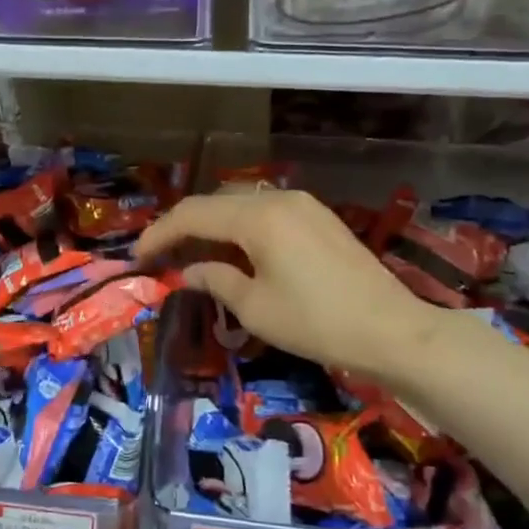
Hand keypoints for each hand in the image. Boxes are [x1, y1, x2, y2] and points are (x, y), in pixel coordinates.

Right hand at [136, 188, 436, 383]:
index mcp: (258, 217)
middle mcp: (279, 198)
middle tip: (160, 255)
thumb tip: (190, 271)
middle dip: (183, 226)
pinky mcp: (319, 218)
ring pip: (242, 203)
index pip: (193, 215)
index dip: (160, 234)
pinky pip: (267, 212)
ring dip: (213, 224)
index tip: (137, 256)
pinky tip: (234, 251)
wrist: (391, 330)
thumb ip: (216, 280)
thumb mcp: (255, 308)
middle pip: (216, 202)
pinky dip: (241, 226)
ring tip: (191, 253)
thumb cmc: (316, 322)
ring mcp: (304, 205)